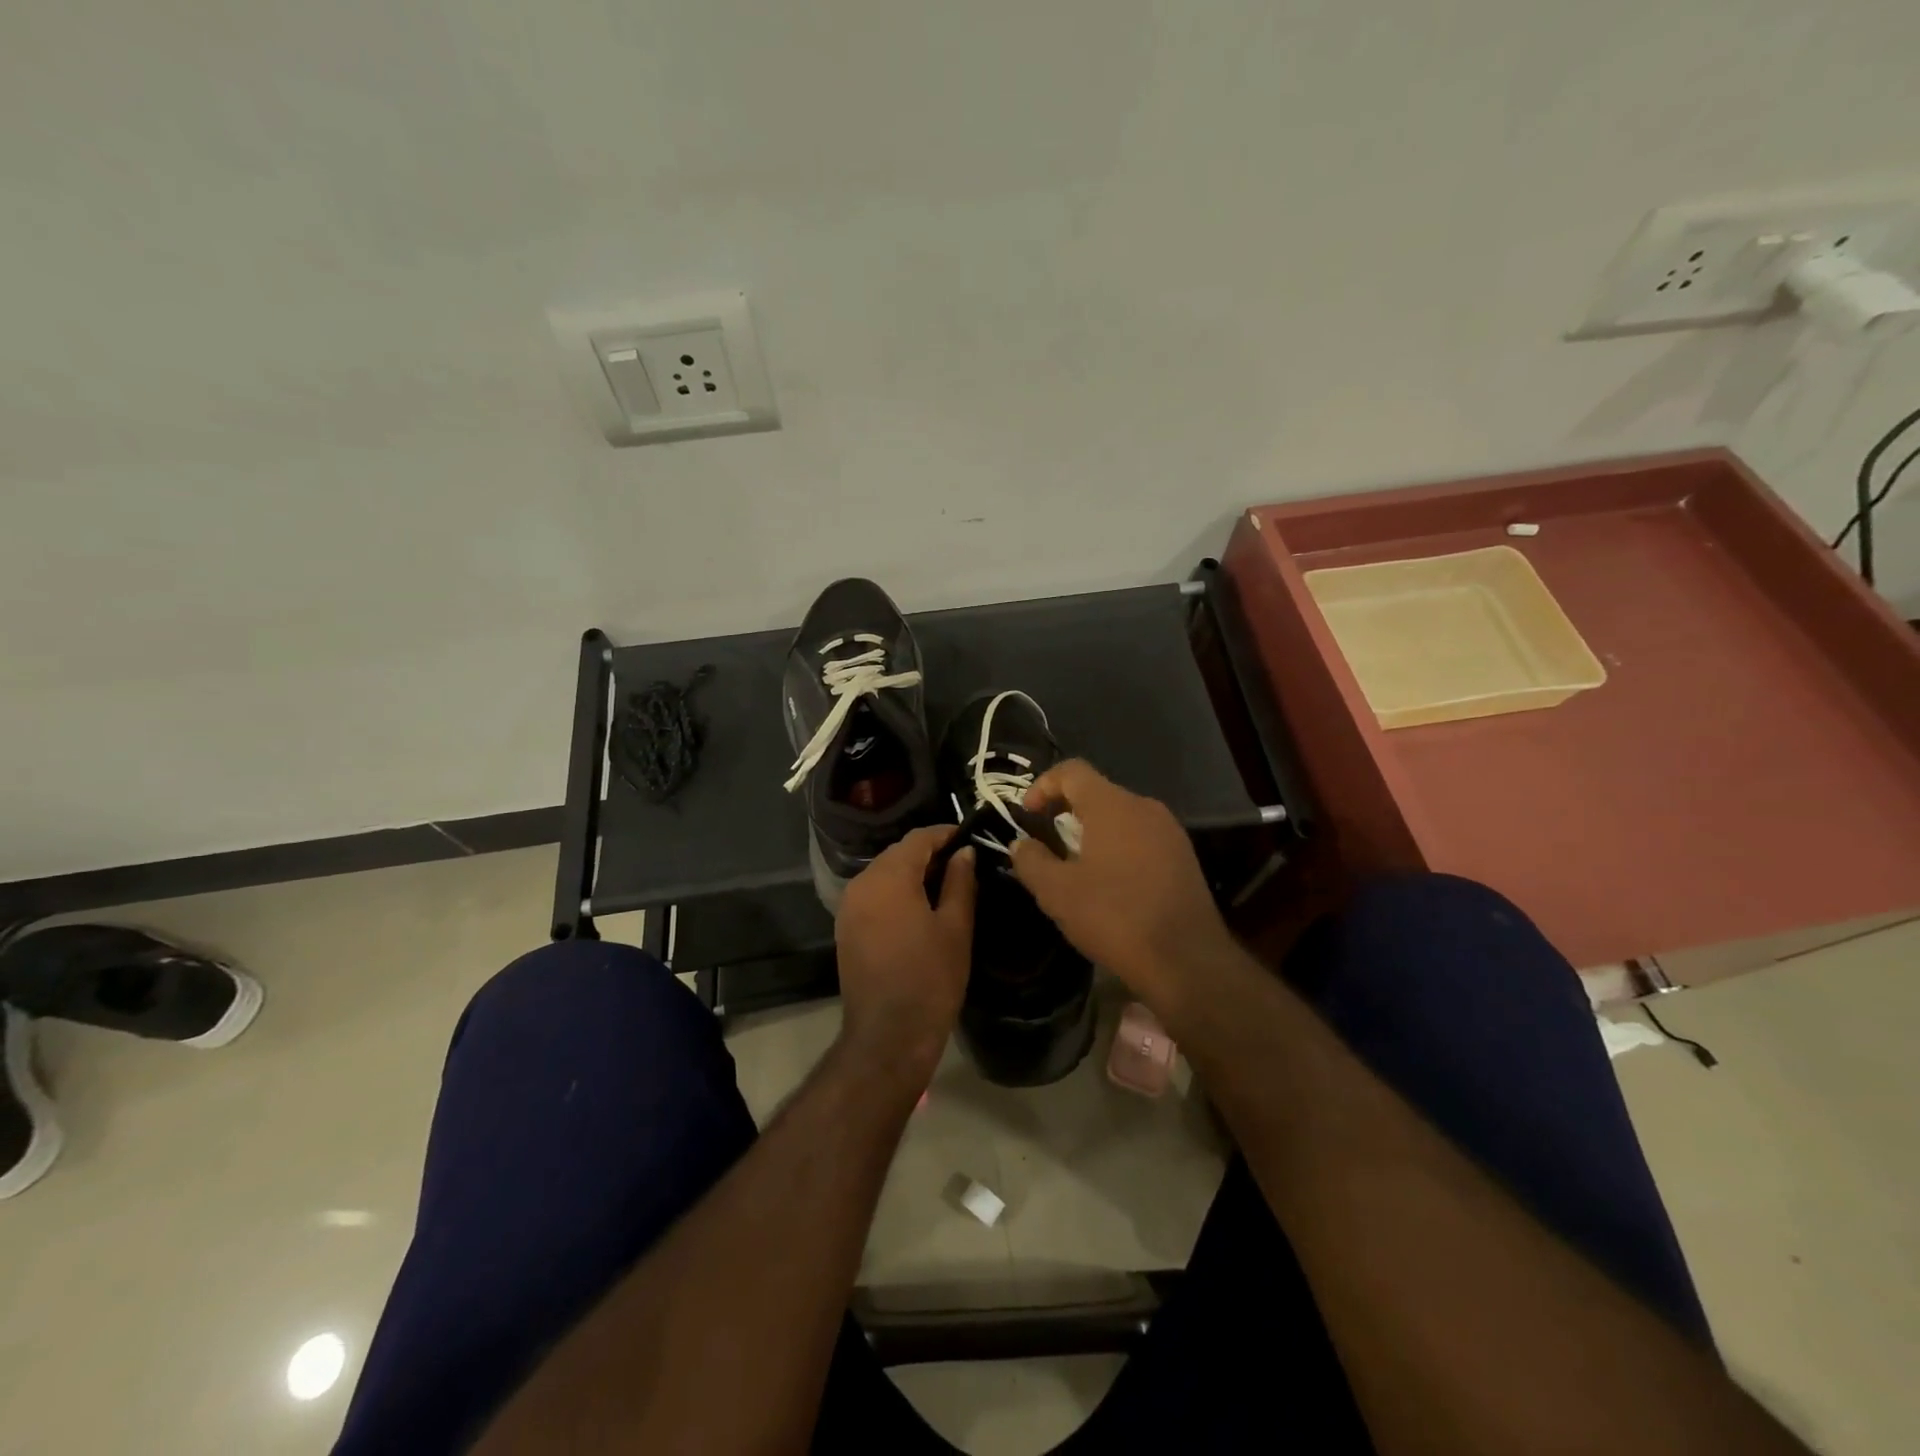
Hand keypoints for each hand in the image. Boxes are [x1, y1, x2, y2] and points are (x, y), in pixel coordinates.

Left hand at [834, 825, 975, 1092]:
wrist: (888, 1037)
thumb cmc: (930, 979)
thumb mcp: (956, 927)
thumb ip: (960, 882)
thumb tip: (965, 852)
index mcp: (888, 876)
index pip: (919, 838)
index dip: (946, 834)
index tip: (971, 838)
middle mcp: (862, 883)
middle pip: (898, 853)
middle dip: (930, 853)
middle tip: (964, 863)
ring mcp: (848, 906)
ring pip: (884, 873)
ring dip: (912, 873)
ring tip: (946, 885)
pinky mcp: (845, 928)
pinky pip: (874, 895)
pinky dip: (896, 892)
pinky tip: (920, 907)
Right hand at [1009, 760, 1233, 1018]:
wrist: (1187, 961)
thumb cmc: (1115, 917)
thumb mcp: (1057, 893)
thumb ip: (1031, 860)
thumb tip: (1021, 843)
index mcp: (1112, 805)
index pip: (1072, 770)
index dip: (1042, 785)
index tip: (1027, 816)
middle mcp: (1144, 807)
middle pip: (1097, 792)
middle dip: (1066, 811)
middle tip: (1047, 844)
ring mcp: (1169, 831)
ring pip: (1120, 816)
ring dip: (1092, 832)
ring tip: (1076, 867)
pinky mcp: (1183, 856)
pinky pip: (1140, 837)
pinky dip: (1117, 847)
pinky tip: (1110, 883)